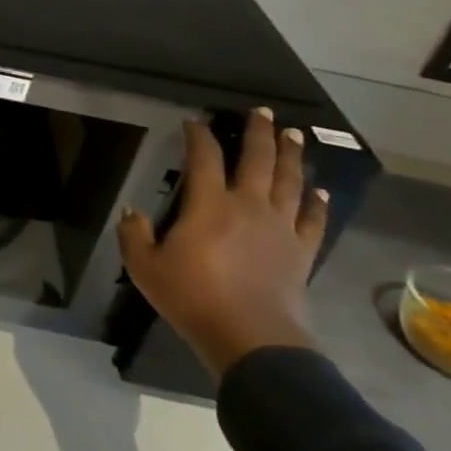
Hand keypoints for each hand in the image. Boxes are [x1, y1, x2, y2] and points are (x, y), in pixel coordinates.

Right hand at [117, 108, 328, 380]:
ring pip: (290, 182)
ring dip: (292, 156)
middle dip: (258, 132)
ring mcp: (280, 227)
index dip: (198, 136)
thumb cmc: (192, 298)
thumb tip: (131, 211)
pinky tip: (319, 192)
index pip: (204, 158)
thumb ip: (134, 234)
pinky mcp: (301, 251)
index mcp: (209, 205)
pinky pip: (313, 220)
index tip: (194, 121)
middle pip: (258, 159)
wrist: (250, 338)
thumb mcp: (145, 267)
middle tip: (262, 112)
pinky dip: (317, 204)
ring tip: (294, 135)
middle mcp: (249, 205)